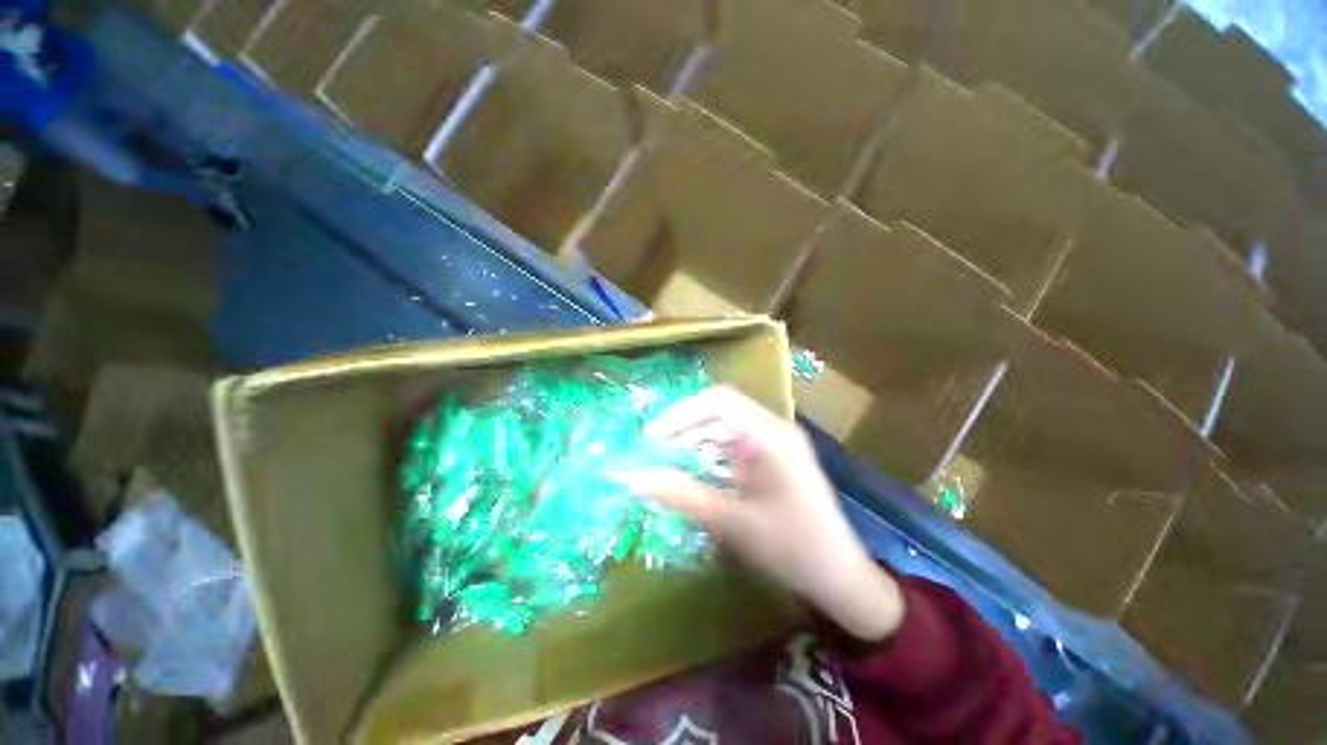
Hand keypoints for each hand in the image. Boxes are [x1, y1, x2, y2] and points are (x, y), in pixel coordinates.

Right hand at [633, 387, 905, 641]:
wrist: (840, 578)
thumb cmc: (793, 549)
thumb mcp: (734, 523)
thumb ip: (683, 497)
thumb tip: (635, 478)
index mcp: (771, 435)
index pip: (720, 401)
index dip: (681, 413)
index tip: (652, 437)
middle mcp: (773, 429)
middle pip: (720, 410)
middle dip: (683, 426)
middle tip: (652, 450)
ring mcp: (773, 443)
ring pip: (723, 426)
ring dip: (693, 439)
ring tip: (664, 459)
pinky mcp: (770, 458)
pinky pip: (732, 443)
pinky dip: (707, 452)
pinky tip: (691, 468)